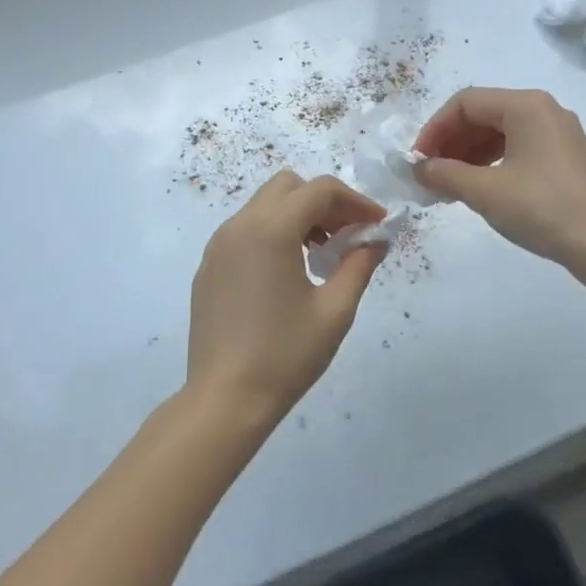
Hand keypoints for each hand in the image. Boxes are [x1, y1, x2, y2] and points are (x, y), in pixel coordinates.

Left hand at [187, 171, 386, 425]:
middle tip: (349, 234)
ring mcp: (218, 245)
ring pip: (264, 205)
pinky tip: (288, 271)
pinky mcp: (208, 266)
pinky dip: (273, 232)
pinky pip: (245, 229)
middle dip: (324, 202)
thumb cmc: (286, 354)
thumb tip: (377, 241)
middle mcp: (239, 226)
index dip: (355, 201)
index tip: (376, 226)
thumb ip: (359, 265)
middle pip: (288, 186)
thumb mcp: (335, 311)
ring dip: (298, 215)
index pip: (320, 190)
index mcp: (271, 230)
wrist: (224, 399)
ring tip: (322, 254)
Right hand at [413, 87, 585, 264]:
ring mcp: (558, 134)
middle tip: (430, 174)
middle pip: (483, 114)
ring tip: (449, 185)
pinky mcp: (564, 158)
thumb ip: (445, 174)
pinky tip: (478, 188)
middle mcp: (543, 110)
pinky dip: (492, 164)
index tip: (418, 160)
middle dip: (451, 142)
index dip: (435, 129)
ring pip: (500, 133)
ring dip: (469, 155)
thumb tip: (419, 169)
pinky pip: (518, 149)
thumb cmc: (540, 207)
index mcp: (525, 105)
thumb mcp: (485, 191)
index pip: (465, 103)